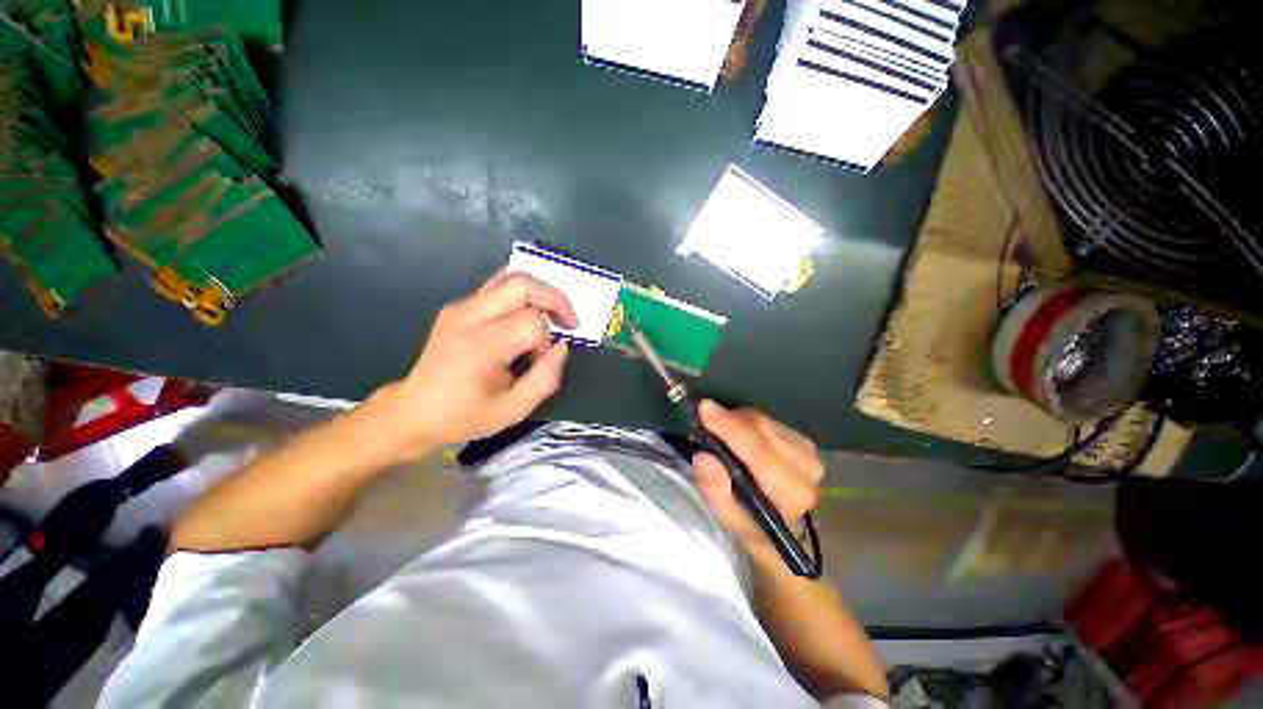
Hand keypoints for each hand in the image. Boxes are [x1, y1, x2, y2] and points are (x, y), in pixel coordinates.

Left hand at [374, 270, 576, 457]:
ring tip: (553, 315)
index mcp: (480, 345)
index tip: (537, 362)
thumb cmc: (465, 415)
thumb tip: (561, 346)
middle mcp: (468, 316)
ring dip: (540, 293)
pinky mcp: (459, 306)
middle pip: (522, 284)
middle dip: (554, 299)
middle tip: (568, 322)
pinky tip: (530, 311)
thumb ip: (546, 378)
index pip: (531, 323)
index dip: (545, 342)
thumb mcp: (514, 410)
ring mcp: (461, 307)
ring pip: (511, 277)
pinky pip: (498, 285)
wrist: (414, 411)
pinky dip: (523, 293)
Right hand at [693, 401, 822, 560]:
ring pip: (765, 421)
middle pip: (763, 429)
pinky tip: (738, 430)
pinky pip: (770, 420)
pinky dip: (749, 420)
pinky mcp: (805, 441)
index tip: (704, 408)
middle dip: (730, 419)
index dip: (731, 429)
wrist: (781, 524)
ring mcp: (809, 452)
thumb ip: (715, 488)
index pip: (759, 454)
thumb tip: (702, 457)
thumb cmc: (750, 521)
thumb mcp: (726, 514)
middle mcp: (807, 470)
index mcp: (790, 494)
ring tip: (719, 428)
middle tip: (704, 416)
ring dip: (738, 419)